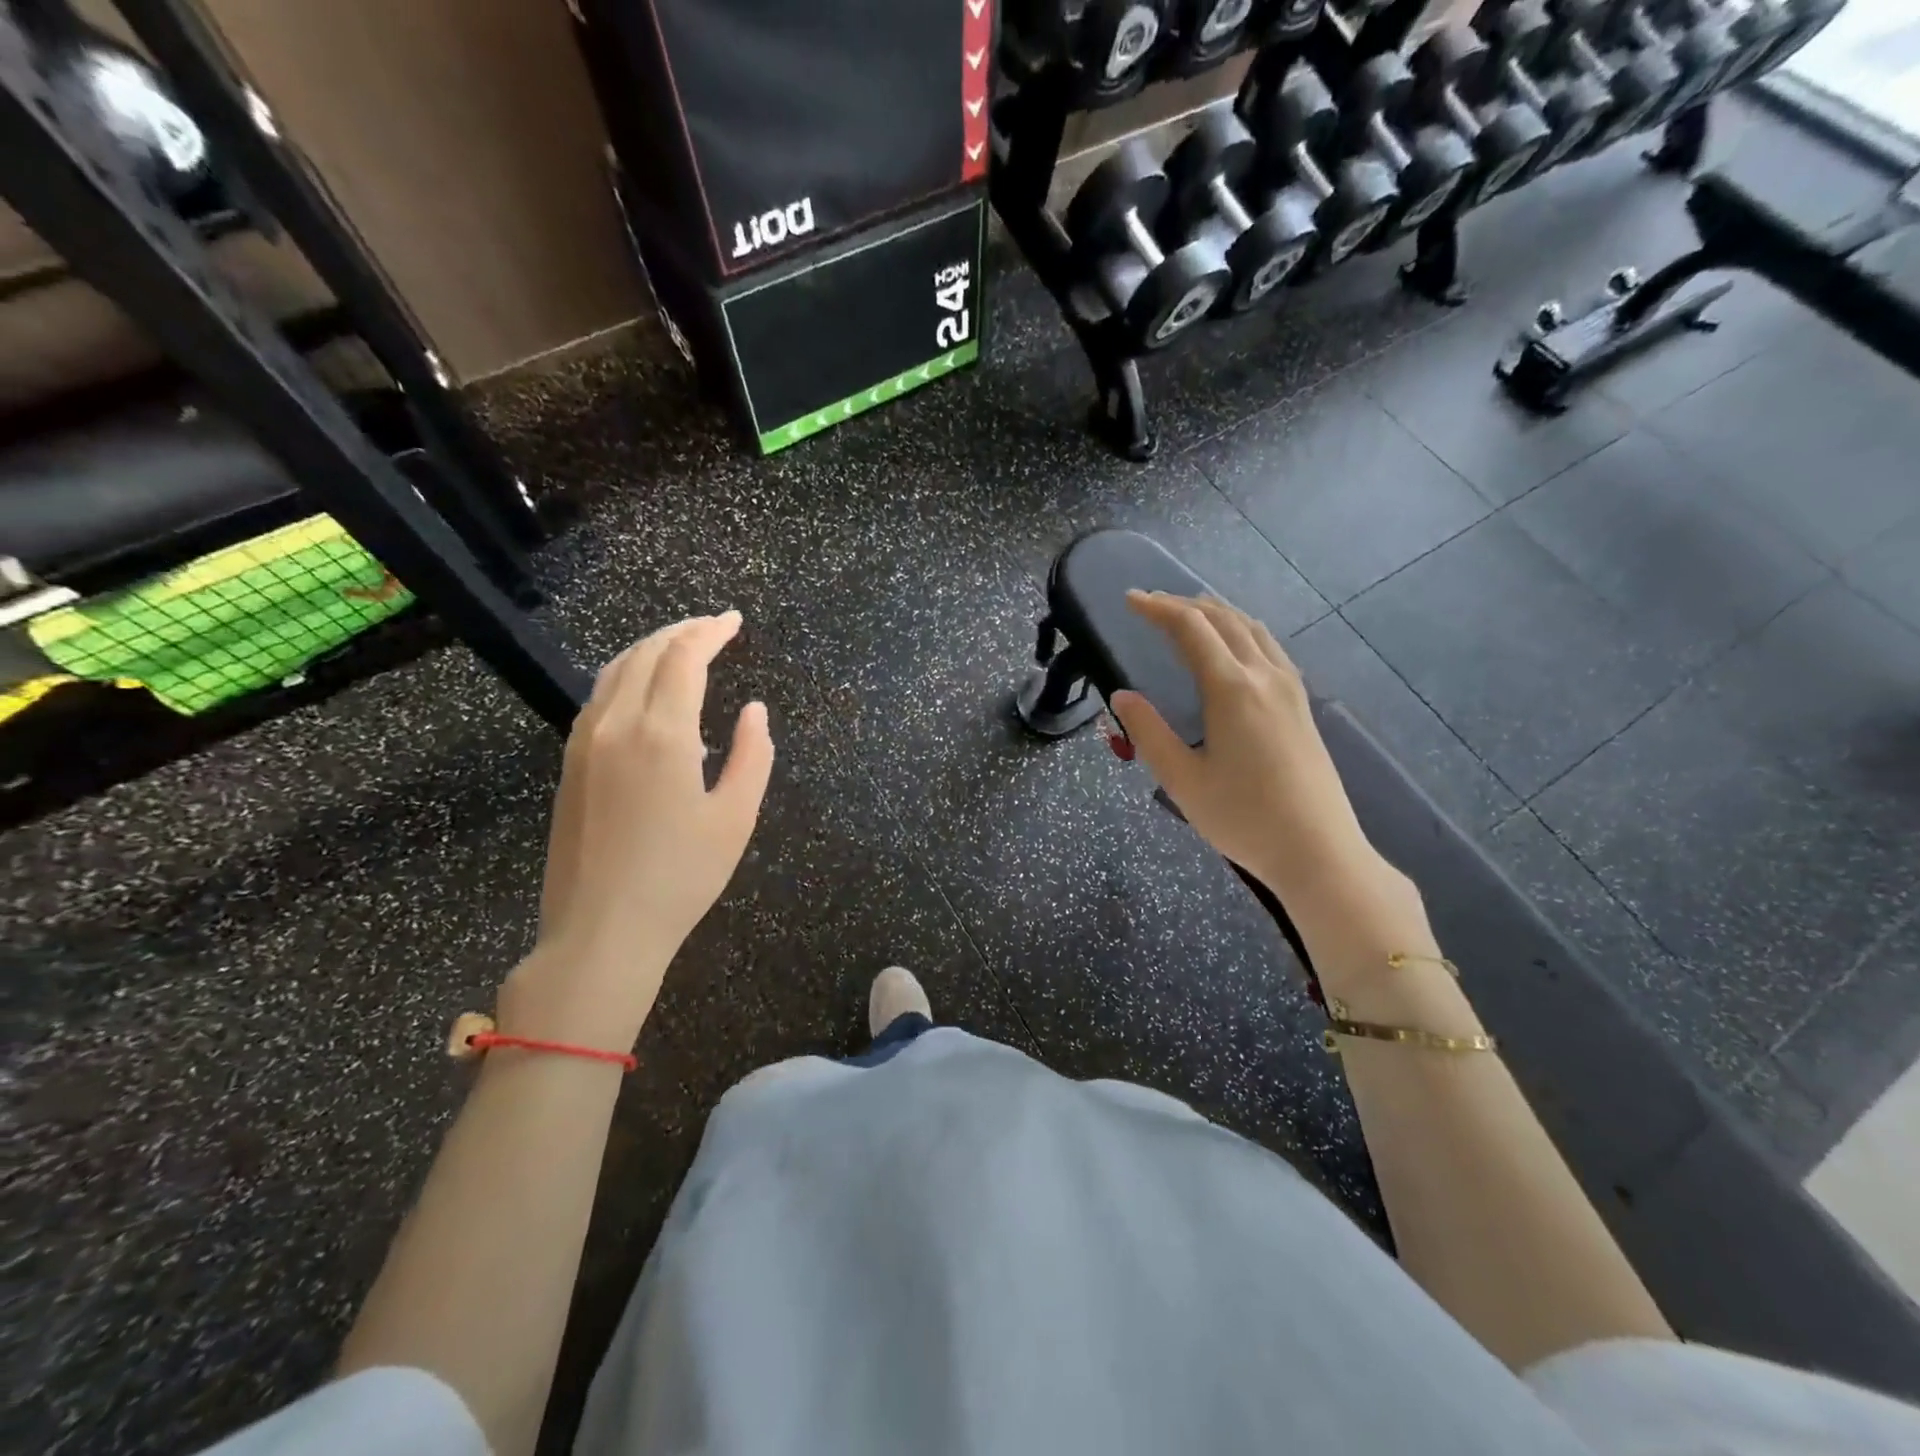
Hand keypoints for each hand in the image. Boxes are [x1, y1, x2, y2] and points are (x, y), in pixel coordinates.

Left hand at [499, 611, 773, 1048]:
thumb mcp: (736, 818)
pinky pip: (599, 697)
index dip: (710, 632)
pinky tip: (645, 689)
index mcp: (661, 734)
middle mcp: (616, 725)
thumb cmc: (680, 878)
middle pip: (646, 653)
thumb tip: (754, 709)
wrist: (601, 930)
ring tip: (682, 646)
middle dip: (682, 631)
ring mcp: (584, 742)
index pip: (683, 658)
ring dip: (651, 648)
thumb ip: (753, 755)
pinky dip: (626, 674)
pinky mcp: (570, 763)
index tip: (734, 620)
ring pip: (615, 670)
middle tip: (714, 627)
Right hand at [1108, 593, 1380, 903]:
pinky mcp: (1302, 705)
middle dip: (1184, 604)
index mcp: (1232, 689)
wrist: (1318, 850)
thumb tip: (1122, 696)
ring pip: (1252, 629)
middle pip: (1224, 619)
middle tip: (1151, 604)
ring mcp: (1290, 688)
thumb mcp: (1182, 780)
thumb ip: (1149, 732)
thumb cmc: (1243, 818)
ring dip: (1217, 612)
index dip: (1158, 608)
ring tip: (1189, 613)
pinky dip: (1243, 631)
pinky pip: (1270, 648)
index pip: (1191, 629)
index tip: (1130, 600)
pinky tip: (1235, 647)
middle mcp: (1265, 676)